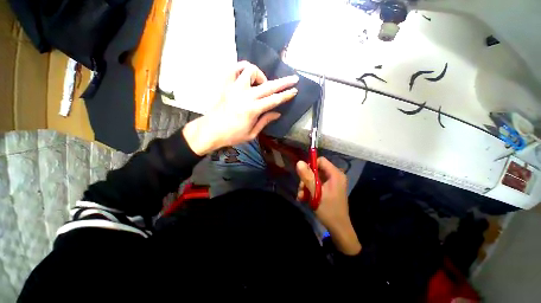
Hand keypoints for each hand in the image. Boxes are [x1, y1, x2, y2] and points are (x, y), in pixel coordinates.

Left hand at [183, 61, 298, 154]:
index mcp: (252, 109)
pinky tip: (247, 74)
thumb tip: (277, 113)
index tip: (295, 90)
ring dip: (261, 75)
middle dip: (283, 82)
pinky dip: (242, 67)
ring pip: (251, 71)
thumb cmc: (232, 135)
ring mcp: (234, 88)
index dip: (286, 95)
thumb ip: (265, 121)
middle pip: (268, 85)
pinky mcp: (226, 86)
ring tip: (262, 83)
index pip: (274, 100)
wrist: (211, 131)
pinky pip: (234, 69)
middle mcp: (245, 96)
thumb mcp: (252, 133)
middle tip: (293, 78)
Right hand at [296, 157, 360, 254]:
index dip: (310, 166)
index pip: (321, 161)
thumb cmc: (328, 210)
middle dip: (306, 179)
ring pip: (314, 178)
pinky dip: (310, 190)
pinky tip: (304, 198)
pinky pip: (316, 185)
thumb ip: (307, 177)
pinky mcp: (328, 189)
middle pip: (316, 170)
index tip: (303, 176)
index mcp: (335, 174)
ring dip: (306, 186)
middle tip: (301, 190)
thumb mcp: (316, 193)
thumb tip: (299, 162)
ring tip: (301, 196)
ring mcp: (332, 183)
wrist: (338, 229)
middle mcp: (334, 176)